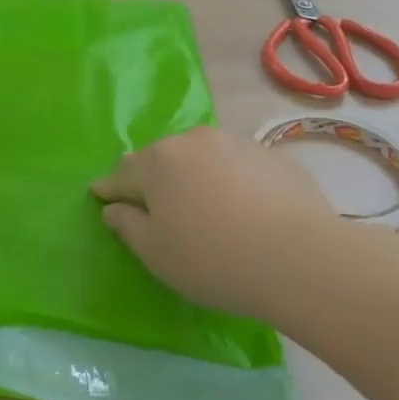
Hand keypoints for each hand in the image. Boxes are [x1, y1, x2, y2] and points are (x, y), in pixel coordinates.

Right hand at [92, 126, 338, 320]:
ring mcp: (235, 142)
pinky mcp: (271, 154)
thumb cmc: (212, 259)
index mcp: (157, 161)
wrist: (298, 257)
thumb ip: (127, 226)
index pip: (122, 173)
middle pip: (163, 160)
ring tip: (205, 208)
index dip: (110, 188)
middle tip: (157, 208)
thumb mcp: (156, 253)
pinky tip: (244, 209)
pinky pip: (237, 166)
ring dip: (195, 176)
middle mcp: (192, 140)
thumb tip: (113, 208)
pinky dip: (231, 181)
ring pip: (202, 158)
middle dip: (155, 180)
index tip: (100, 195)